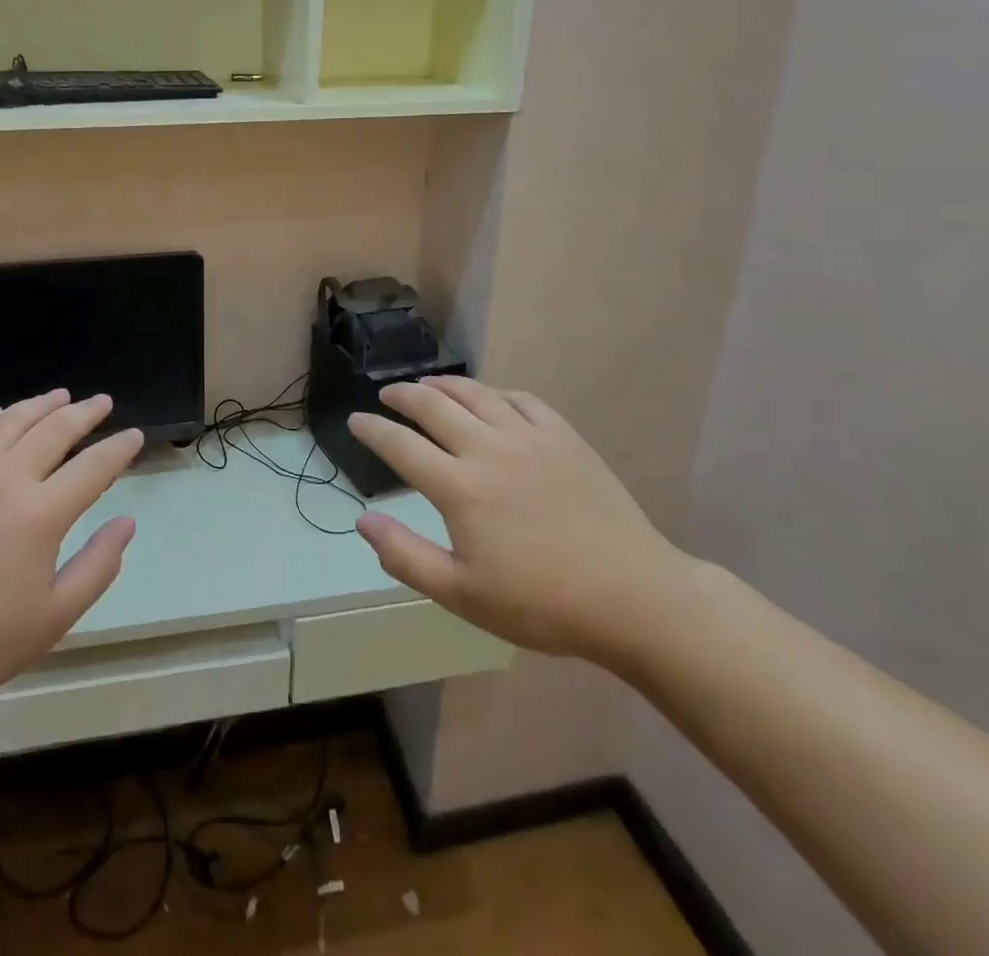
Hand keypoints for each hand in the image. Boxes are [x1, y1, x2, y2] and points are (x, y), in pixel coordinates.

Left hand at [0, 390, 139, 772]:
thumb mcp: (53, 618)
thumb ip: (98, 566)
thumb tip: (127, 522)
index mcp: (40, 514)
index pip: (93, 466)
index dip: (118, 448)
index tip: (135, 435)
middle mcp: (4, 479)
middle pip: (54, 430)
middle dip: (85, 413)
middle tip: (102, 402)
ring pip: (9, 421)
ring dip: (40, 405)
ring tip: (60, 395)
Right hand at [349, 377, 693, 666]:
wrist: (633, 597)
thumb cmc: (541, 603)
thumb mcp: (462, 594)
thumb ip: (404, 555)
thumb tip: (362, 520)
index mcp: (458, 487)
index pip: (399, 445)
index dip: (372, 429)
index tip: (355, 420)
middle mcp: (488, 449)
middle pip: (433, 406)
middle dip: (402, 395)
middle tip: (387, 393)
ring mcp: (529, 437)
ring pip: (475, 394)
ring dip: (443, 385)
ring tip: (427, 385)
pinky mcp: (564, 438)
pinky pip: (521, 400)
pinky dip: (495, 394)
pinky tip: (490, 399)